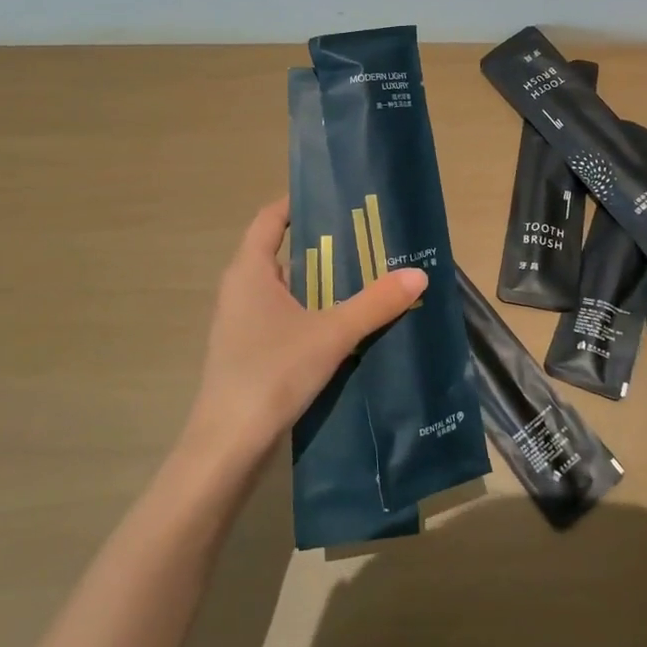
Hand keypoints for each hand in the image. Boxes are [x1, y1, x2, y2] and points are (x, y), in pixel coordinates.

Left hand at [180, 197, 426, 468]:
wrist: (228, 447)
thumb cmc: (272, 374)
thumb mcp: (331, 334)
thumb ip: (375, 303)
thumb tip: (418, 274)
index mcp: (249, 271)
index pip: (270, 218)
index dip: (300, 203)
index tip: (338, 200)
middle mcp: (240, 289)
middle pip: (283, 252)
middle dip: (324, 246)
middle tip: (368, 241)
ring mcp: (241, 323)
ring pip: (286, 289)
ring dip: (321, 283)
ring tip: (366, 280)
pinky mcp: (249, 351)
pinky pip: (284, 317)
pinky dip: (312, 312)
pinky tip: (345, 327)